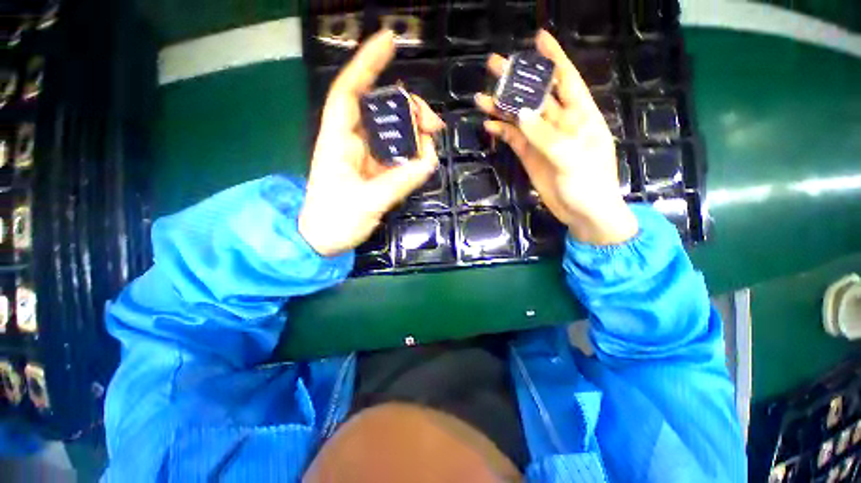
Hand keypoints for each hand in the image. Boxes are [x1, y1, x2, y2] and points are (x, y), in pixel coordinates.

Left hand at [299, 31, 444, 256]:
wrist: (323, 241)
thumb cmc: (334, 221)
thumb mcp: (367, 203)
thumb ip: (399, 181)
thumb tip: (430, 159)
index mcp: (338, 141)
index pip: (349, 93)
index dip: (366, 64)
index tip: (389, 41)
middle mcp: (351, 142)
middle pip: (380, 110)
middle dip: (408, 108)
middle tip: (434, 124)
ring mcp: (365, 157)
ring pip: (392, 131)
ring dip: (414, 131)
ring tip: (432, 142)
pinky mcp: (375, 171)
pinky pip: (397, 153)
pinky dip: (413, 153)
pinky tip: (423, 158)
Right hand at [475, 30, 637, 244]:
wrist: (582, 212)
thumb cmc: (588, 183)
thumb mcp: (571, 157)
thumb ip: (546, 135)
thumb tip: (520, 114)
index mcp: (580, 116)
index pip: (566, 80)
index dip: (553, 59)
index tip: (538, 40)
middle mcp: (559, 123)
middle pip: (535, 96)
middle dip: (517, 80)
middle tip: (495, 64)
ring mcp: (541, 140)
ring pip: (519, 117)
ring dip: (502, 107)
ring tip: (481, 96)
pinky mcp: (529, 156)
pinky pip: (513, 139)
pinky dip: (501, 131)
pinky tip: (488, 124)